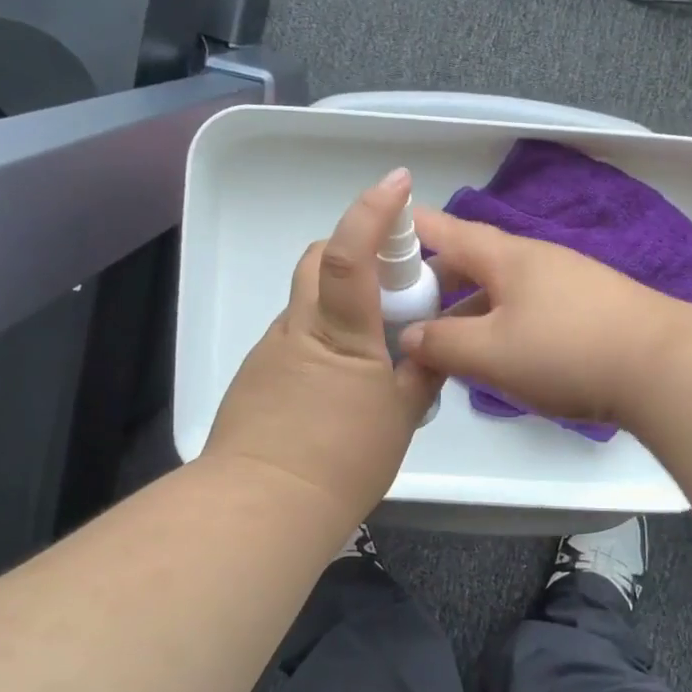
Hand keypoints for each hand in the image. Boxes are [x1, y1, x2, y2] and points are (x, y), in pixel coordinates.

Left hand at [204, 169, 439, 528]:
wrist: (262, 509)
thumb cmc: (342, 460)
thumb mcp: (400, 418)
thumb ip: (421, 375)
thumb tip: (433, 348)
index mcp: (339, 334)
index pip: (348, 255)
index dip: (372, 211)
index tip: (397, 182)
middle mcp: (299, 329)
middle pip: (316, 261)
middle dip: (353, 250)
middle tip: (391, 282)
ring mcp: (271, 352)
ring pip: (307, 304)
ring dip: (340, 304)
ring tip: (374, 351)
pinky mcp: (257, 378)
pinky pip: (296, 340)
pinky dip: (323, 341)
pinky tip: (340, 386)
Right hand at [401, 206, 691, 428]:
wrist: (664, 368)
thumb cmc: (566, 351)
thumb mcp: (490, 353)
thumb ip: (442, 344)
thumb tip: (410, 336)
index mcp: (506, 257)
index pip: (447, 231)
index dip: (412, 229)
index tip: (382, 232)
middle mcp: (538, 260)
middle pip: (476, 262)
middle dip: (439, 284)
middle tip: (410, 314)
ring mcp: (570, 283)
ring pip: (505, 291)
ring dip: (473, 311)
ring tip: (450, 346)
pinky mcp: (592, 311)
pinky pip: (532, 310)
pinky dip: (505, 326)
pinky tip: (504, 358)